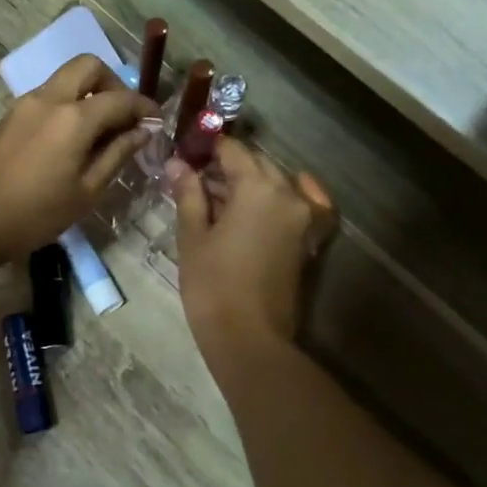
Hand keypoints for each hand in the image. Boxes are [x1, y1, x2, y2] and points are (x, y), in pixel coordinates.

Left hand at [0, 54, 151, 263]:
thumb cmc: (36, 214)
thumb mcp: (86, 192)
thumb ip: (117, 155)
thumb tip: (142, 131)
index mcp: (74, 117)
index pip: (121, 98)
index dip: (144, 107)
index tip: (156, 122)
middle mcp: (49, 98)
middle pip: (88, 66)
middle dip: (113, 83)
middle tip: (124, 116)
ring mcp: (25, 104)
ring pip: (65, 78)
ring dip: (89, 92)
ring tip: (100, 132)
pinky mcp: (10, 116)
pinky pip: (48, 96)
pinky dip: (68, 104)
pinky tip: (72, 139)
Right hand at [170, 137, 335, 361]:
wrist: (248, 337)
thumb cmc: (212, 285)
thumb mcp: (193, 236)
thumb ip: (189, 194)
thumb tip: (179, 164)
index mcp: (258, 188)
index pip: (233, 151)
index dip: (208, 148)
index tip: (187, 153)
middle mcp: (288, 193)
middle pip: (257, 164)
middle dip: (228, 166)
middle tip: (196, 176)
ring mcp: (304, 216)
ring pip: (277, 183)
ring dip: (250, 182)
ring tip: (218, 196)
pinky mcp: (308, 238)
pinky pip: (303, 204)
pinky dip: (289, 195)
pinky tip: (273, 196)